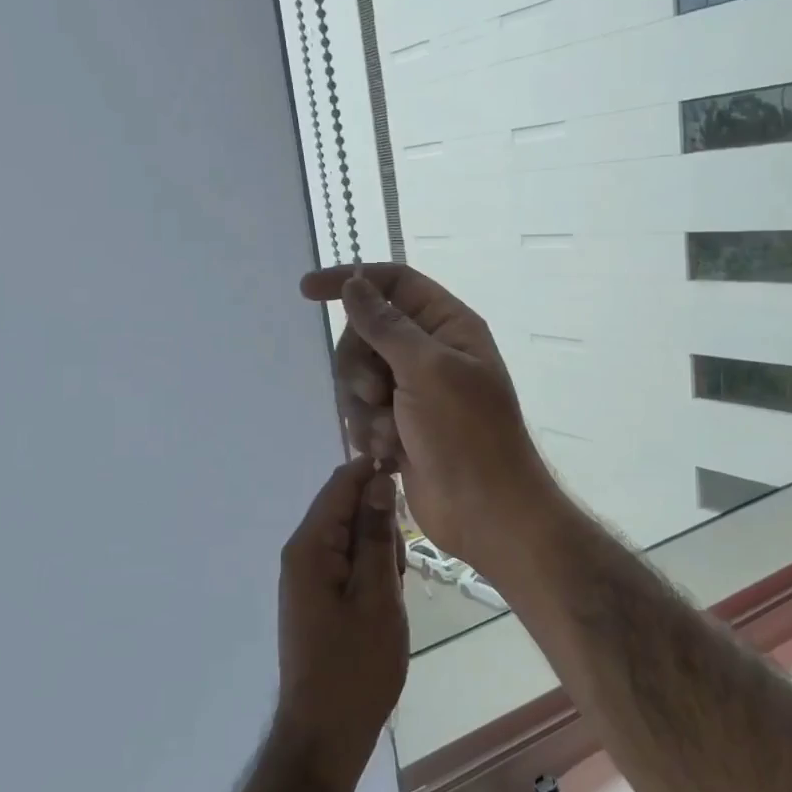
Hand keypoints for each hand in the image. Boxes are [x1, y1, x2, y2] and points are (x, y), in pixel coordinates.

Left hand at [275, 455, 408, 786]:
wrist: (325, 735)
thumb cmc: (356, 666)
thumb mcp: (377, 596)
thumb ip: (375, 534)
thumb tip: (378, 480)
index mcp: (310, 547)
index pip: (341, 484)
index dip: (375, 472)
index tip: (413, 482)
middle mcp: (301, 554)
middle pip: (345, 507)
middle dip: (380, 523)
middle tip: (401, 568)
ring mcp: (306, 577)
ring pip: (350, 537)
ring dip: (378, 551)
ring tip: (394, 592)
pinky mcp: (315, 597)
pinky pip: (346, 563)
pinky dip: (370, 572)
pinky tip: (385, 603)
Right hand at [299, 264, 555, 572]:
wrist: (484, 510)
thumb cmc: (465, 433)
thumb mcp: (427, 370)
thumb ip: (385, 325)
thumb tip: (355, 284)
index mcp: (448, 326)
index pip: (394, 283)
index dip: (352, 281)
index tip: (308, 291)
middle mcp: (429, 353)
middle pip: (366, 333)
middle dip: (359, 365)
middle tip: (377, 393)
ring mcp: (413, 392)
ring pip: (357, 377)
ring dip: (364, 407)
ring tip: (387, 434)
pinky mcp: (398, 426)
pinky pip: (361, 412)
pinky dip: (368, 431)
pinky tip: (387, 453)